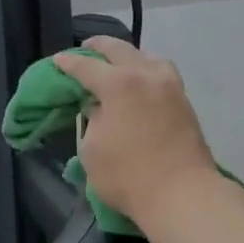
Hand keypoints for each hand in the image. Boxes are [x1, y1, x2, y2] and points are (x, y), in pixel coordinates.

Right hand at [53, 36, 218, 224]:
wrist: (181, 195)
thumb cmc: (128, 176)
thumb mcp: (91, 150)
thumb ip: (92, 121)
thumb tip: (100, 109)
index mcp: (119, 84)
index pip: (86, 66)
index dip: (68, 63)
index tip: (58, 61)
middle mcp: (147, 76)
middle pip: (120, 50)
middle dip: (100, 47)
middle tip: (86, 49)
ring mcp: (171, 88)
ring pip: (148, 59)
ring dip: (130, 57)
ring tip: (118, 66)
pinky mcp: (185, 104)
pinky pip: (162, 76)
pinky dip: (147, 73)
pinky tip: (141, 85)